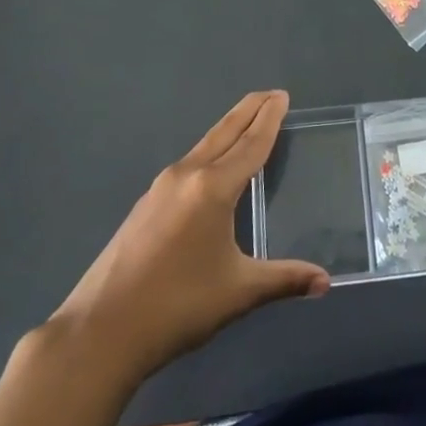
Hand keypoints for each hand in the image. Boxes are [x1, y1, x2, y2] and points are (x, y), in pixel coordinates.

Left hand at [53, 90, 327, 381]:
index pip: (250, 144)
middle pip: (224, 132)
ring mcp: (161, 188)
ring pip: (204, 146)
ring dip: (228, 130)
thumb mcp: (239, 292)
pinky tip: (211, 168)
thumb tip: (325, 281)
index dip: (269, 119)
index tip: (281, 95)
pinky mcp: (146, 204)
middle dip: (249, 111)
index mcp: (213, 188)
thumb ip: (284, 280)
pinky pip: (188, 164)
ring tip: (247, 124)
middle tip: (271, 95)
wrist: (100, 330)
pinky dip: (209, 152)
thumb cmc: (177, 306)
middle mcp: (187, 175)